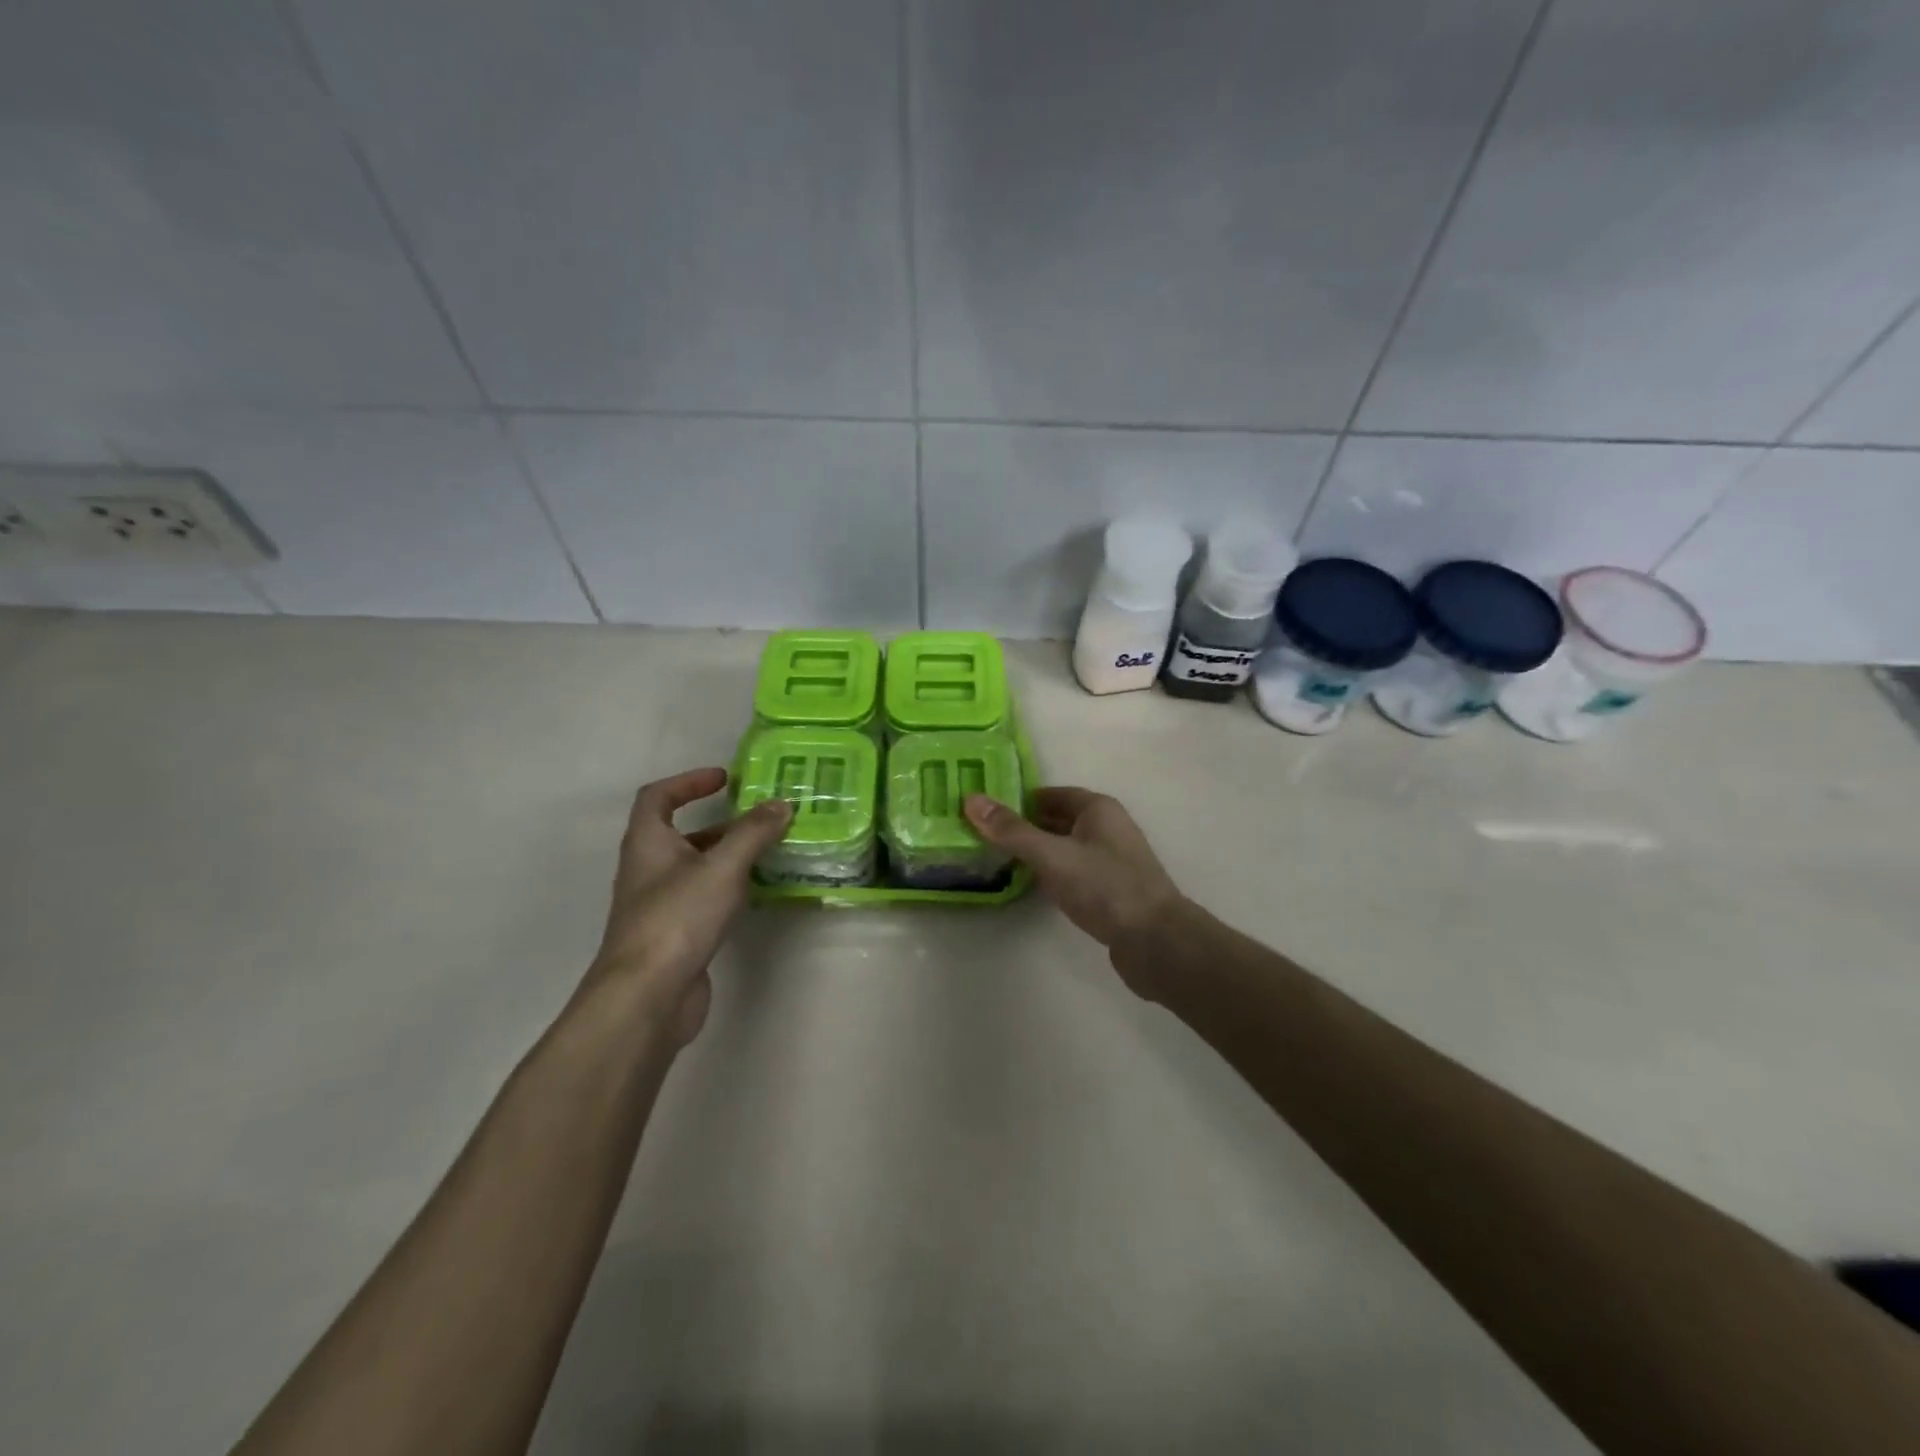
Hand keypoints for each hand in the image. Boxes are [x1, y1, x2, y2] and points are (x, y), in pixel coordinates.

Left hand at [582, 767, 791, 1045]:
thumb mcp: (722, 867)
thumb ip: (753, 833)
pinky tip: (753, 894)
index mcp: (647, 843)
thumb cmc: (678, 918)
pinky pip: (701, 898)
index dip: (688, 782)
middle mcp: (646, 869)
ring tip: (766, 853)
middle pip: (678, 833)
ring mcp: (658, 905)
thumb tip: (781, 804)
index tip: (724, 779)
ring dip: (725, 856)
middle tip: (758, 819)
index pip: (657, 797)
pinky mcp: (673, 935)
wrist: (647, 996)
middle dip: (718, 823)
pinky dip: (726, 888)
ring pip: (693, 868)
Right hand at [963, 787, 1183, 965]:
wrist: (1155, 941)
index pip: (1050, 795)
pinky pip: (1073, 872)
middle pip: (1057, 820)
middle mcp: (1107, 828)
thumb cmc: (1104, 887)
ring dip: (1036, 852)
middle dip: (1023, 827)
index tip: (984, 811)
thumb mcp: (1052, 855)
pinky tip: (1031, 886)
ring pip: (1064, 847)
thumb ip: (1012, 831)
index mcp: (1098, 809)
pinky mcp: (1111, 890)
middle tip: (982, 836)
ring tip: (996, 859)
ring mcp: (1111, 860)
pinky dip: (1051, 874)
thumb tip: (971, 799)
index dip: (1018, 800)